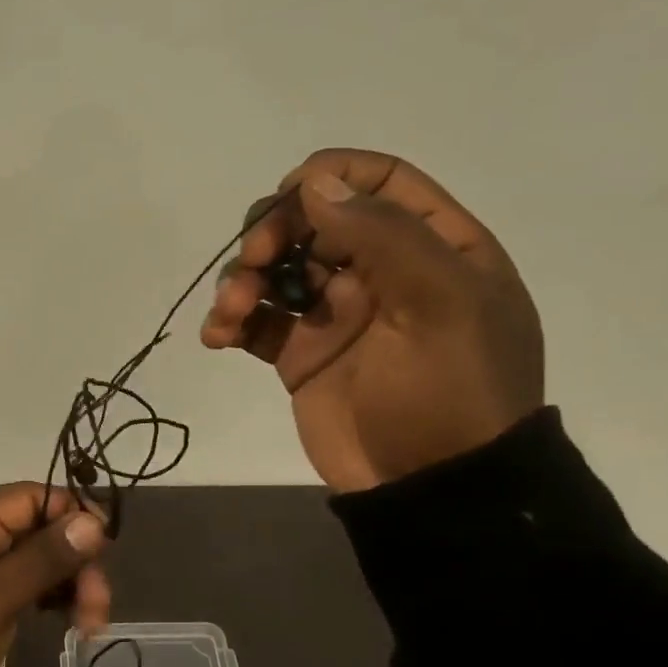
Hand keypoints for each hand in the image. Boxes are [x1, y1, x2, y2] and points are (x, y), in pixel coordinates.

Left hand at [0, 483, 110, 666]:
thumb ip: (44, 558)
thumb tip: (93, 521)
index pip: (34, 495)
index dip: (74, 514)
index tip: (105, 548)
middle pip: (42, 527)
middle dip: (76, 562)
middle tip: (97, 609)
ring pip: (40, 556)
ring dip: (70, 584)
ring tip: (88, 627)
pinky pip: (27, 578)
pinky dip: (52, 596)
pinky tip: (70, 622)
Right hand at [201, 149, 544, 493]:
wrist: (431, 490)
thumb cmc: (450, 391)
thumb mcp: (440, 304)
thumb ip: (383, 235)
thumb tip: (315, 183)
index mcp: (432, 247)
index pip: (380, 181)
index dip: (331, 176)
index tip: (289, 197)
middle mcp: (381, 271)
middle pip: (313, 220)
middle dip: (272, 232)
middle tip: (254, 261)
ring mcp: (336, 313)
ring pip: (276, 268)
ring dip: (242, 279)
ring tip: (230, 314)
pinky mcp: (300, 354)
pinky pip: (257, 321)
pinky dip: (231, 321)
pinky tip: (217, 336)